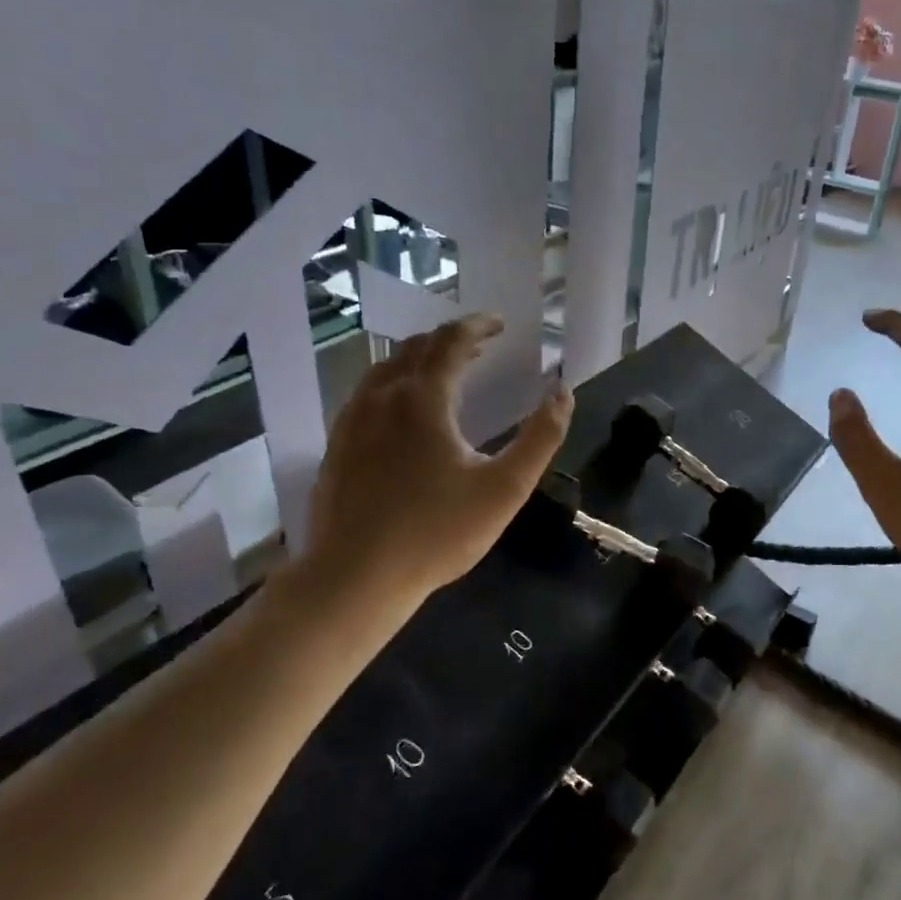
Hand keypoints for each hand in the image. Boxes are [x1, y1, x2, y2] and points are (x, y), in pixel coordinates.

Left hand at [296, 313, 571, 604]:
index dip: (478, 326)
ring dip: (420, 357)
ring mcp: (353, 420)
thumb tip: (563, 393)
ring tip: (445, 369)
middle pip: (416, 348)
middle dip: (451, 338)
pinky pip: (367, 393)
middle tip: (479, 343)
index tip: (499, 323)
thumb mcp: (506, 488)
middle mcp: (383, 397)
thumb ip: (541, 437)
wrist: (356, 576)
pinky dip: (394, 382)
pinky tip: (404, 409)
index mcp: (424, 399)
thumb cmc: (438, 532)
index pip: (452, 342)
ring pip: (386, 368)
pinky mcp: (338, 444)